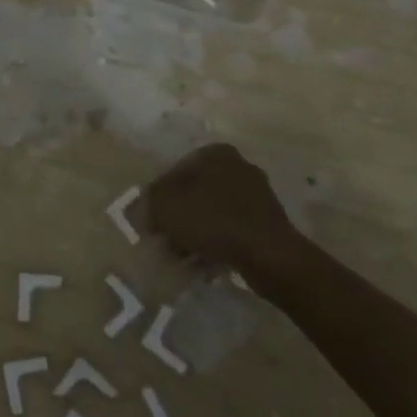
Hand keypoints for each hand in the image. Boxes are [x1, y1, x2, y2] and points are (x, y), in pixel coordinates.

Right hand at [144, 143, 310, 295]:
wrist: (268, 255)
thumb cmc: (211, 220)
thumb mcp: (165, 206)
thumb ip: (149, 202)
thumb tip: (147, 208)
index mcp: (214, 153)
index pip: (173, 172)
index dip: (158, 200)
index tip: (153, 224)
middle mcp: (237, 166)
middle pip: (193, 194)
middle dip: (178, 219)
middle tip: (166, 242)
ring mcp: (256, 194)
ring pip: (211, 213)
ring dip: (195, 234)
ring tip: (184, 258)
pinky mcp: (267, 222)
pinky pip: (231, 230)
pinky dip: (217, 243)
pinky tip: (206, 263)